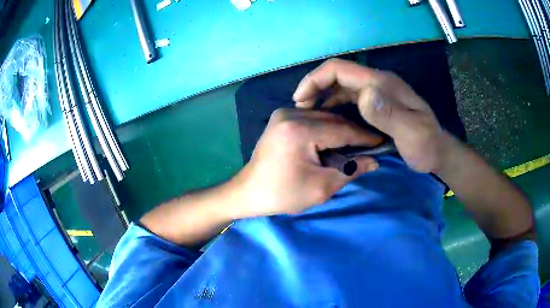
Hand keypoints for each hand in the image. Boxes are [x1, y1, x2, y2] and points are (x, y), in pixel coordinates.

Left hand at [231, 108, 380, 216]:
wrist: (249, 192)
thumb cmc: (283, 194)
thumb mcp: (321, 188)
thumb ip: (350, 170)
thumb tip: (374, 161)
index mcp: (299, 130)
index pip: (342, 129)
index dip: (364, 138)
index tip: (381, 142)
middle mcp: (290, 114)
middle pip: (333, 120)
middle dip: (353, 133)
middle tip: (371, 144)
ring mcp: (283, 113)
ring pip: (324, 116)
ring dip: (341, 129)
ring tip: (356, 143)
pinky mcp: (281, 117)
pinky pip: (312, 118)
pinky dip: (326, 127)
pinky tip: (335, 139)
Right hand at [293, 58, 444, 172]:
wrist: (437, 151)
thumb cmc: (426, 144)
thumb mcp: (412, 132)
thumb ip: (390, 113)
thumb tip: (362, 95)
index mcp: (381, 83)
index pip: (339, 68)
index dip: (315, 79)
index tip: (300, 98)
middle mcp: (376, 83)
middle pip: (337, 75)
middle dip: (315, 88)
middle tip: (301, 110)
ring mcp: (376, 93)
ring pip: (341, 87)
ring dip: (323, 97)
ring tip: (310, 115)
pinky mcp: (376, 104)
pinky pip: (349, 99)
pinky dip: (334, 106)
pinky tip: (329, 119)